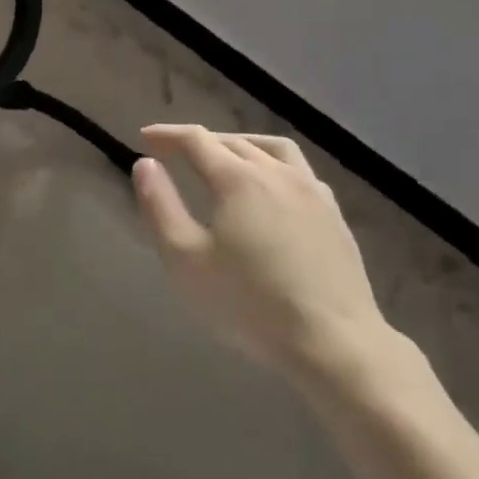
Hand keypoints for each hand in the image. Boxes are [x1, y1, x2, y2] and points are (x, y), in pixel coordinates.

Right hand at [133, 125, 394, 389]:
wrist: (333, 342)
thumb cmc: (249, 303)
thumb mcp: (185, 260)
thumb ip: (161, 206)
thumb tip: (145, 164)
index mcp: (238, 179)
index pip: (196, 140)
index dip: (167, 135)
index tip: (145, 138)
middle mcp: (276, 172)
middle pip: (232, 142)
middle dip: (199, 141)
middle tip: (174, 153)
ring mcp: (311, 191)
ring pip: (272, 148)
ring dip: (240, 144)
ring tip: (223, 156)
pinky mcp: (334, 213)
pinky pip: (299, 170)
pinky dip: (273, 164)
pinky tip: (270, 186)